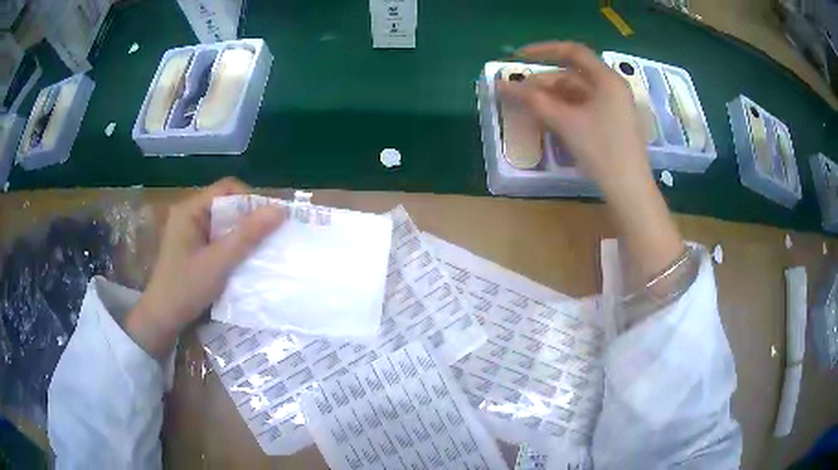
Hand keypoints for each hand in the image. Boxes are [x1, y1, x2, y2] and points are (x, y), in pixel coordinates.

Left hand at [125, 178, 283, 358]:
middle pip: (226, 205)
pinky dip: (233, 246)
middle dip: (248, 219)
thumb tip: (281, 210)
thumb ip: (247, 236)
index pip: (227, 189)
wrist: (162, 320)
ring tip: (260, 250)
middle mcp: (189, 215)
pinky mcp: (193, 249)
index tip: (269, 221)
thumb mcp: (218, 263)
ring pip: (224, 224)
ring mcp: (190, 233)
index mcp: (189, 210)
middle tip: (269, 238)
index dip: (250, 200)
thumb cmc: (185, 289)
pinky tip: (243, 261)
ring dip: (242, 235)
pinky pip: (218, 239)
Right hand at [497, 41, 650, 194]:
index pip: (573, 52)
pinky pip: (584, 108)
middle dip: (544, 83)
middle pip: (573, 75)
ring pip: (577, 93)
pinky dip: (565, 111)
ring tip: (530, 110)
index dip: (543, 50)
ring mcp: (614, 107)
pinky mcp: (612, 123)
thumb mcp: (565, 122)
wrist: (629, 191)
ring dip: (552, 98)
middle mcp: (612, 88)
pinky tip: (549, 121)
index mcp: (607, 79)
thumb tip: (501, 86)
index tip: (518, 58)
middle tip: (519, 94)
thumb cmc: (602, 151)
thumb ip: (533, 100)